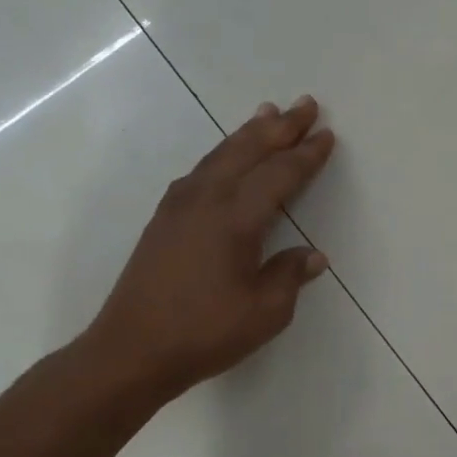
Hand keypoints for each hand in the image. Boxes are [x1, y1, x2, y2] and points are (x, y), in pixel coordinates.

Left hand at [81, 96, 336, 401]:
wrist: (130, 351)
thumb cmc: (204, 333)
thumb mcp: (265, 312)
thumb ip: (289, 276)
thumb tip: (312, 255)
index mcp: (235, 219)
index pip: (279, 175)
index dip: (306, 155)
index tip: (327, 135)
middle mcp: (206, 201)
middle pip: (248, 151)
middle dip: (280, 127)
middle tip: (306, 104)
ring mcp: (179, 207)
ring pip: (220, 155)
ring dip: (248, 133)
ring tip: (267, 113)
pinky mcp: (163, 219)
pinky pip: (201, 170)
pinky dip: (223, 154)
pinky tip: (226, 158)